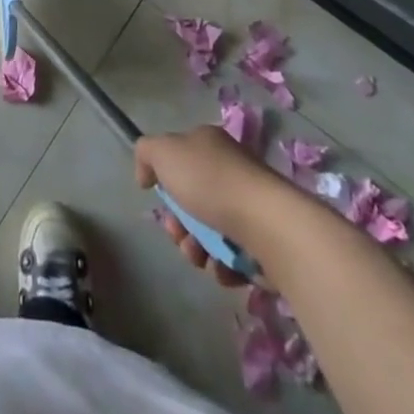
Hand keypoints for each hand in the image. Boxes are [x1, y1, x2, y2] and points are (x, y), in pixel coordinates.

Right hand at [135, 126, 267, 288]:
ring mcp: (250, 207)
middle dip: (180, 225)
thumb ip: (146, 153)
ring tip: (202, 258)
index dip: (165, 184)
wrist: (267, 224)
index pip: (179, 161)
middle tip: (180, 237)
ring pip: (211, 232)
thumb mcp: (164, 152)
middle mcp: (230, 171)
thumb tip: (147, 174)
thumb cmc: (210, 182)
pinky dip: (224, 266)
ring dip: (198, 249)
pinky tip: (223, 268)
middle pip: (192, 201)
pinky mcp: (265, 242)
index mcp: (208, 144)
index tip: (162, 203)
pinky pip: (234, 257)